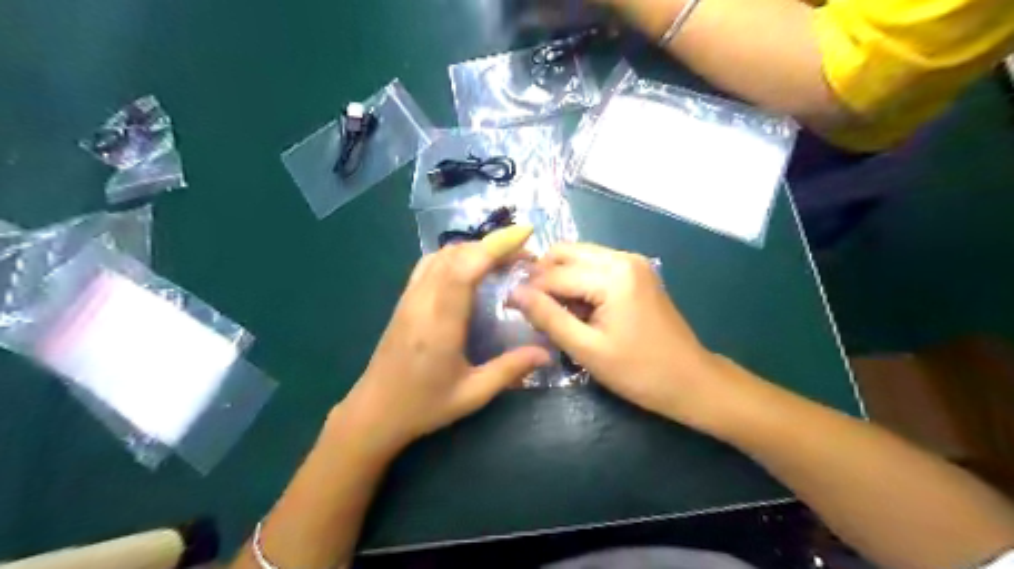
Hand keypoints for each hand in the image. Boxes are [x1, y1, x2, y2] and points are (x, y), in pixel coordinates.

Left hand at [336, 225, 550, 452]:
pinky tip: (470, 269)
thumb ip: (510, 370)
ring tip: (502, 259)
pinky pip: (430, 264)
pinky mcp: (404, 301)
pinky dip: (455, 256)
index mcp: (440, 324)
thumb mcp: (472, 394)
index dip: (494, 246)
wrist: (374, 413)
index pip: (464, 269)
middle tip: (524, 255)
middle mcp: (422, 302)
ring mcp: (409, 298)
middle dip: (492, 245)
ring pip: (441, 255)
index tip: (524, 235)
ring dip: (473, 249)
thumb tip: (546, 352)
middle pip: (455, 255)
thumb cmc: (423, 406)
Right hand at [515, 243, 728, 425]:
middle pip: (565, 252)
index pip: (554, 273)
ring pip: (579, 256)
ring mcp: (632, 262)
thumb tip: (515, 294)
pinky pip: (595, 266)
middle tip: (533, 309)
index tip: (509, 308)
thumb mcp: (587, 349)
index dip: (528, 290)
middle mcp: (622, 257)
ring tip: (555, 312)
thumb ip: (549, 318)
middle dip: (543, 278)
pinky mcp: (636, 272)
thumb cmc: (640, 371)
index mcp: (613, 275)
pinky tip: (578, 309)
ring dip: (560, 279)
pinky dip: (578, 282)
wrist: (692, 381)